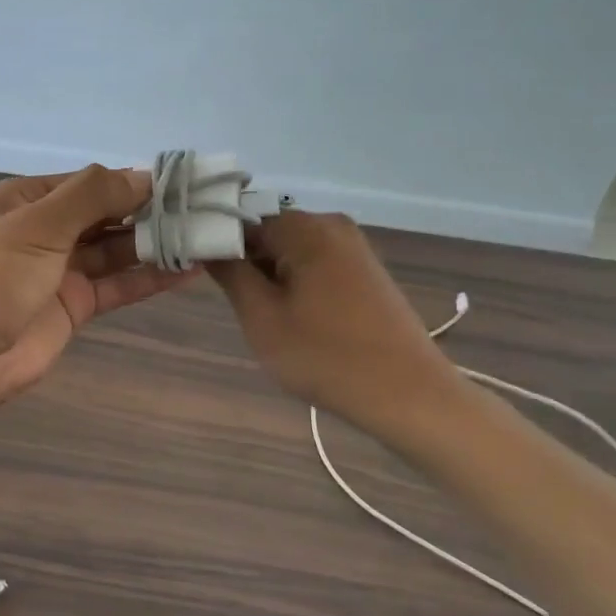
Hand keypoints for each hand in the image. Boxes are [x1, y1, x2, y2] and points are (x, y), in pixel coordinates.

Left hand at [0, 165, 197, 409]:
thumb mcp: (37, 224)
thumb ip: (92, 196)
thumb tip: (144, 175)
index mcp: (24, 200)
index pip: (87, 182)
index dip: (131, 181)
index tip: (181, 181)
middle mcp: (43, 231)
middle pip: (104, 215)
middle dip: (149, 212)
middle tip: (204, 209)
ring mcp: (58, 270)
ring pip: (115, 250)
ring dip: (156, 244)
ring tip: (206, 236)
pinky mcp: (72, 307)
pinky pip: (117, 285)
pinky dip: (149, 278)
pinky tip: (188, 270)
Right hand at [208, 211, 464, 437]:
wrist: (408, 395)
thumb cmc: (325, 356)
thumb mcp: (262, 317)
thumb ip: (230, 273)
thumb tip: (208, 244)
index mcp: (305, 227)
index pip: (242, 220)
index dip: (218, 247)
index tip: (206, 280)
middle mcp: (332, 224)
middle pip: (268, 233)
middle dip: (248, 265)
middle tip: (242, 309)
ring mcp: (354, 247)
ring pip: (291, 252)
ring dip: (272, 278)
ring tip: (271, 320)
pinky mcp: (367, 271)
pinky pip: (316, 265)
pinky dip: (298, 285)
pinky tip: (300, 321)